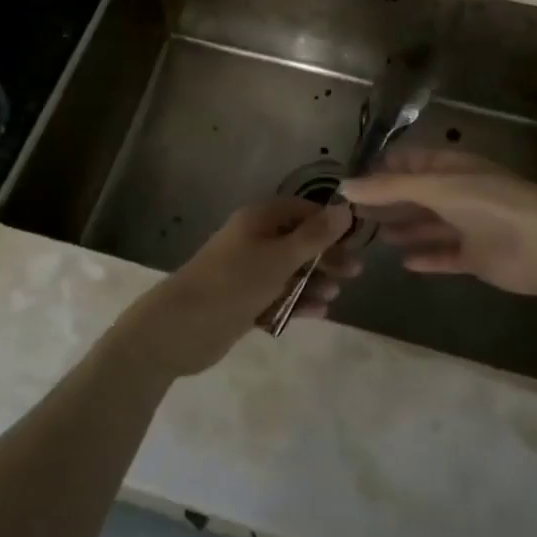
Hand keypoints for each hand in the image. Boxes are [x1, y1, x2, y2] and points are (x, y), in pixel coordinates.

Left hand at [117, 197, 356, 377]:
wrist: (180, 327)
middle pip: (298, 241)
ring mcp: (247, 270)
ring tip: (334, 295)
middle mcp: (253, 239)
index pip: (302, 210)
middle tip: (354, 272)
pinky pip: (277, 295)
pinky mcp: (243, 299)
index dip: (329, 222)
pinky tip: (319, 313)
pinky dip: (296, 301)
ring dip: (313, 280)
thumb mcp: (279, 258)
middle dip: (326, 255)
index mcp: (259, 219)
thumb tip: (344, 209)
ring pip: (289, 270)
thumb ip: (314, 236)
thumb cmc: (233, 282)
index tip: (355, 239)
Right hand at [341, 148, 536, 297]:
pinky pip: (445, 255)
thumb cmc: (488, 203)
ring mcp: (469, 224)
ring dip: (403, 228)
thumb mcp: (434, 188)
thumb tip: (343, 186)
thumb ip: (388, 188)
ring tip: (372, 235)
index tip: (351, 182)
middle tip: (352, 213)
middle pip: (416, 195)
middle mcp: (458, 192)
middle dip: (387, 201)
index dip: (381, 169)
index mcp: (451, 167)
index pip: (409, 162)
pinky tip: (404, 262)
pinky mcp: (477, 256)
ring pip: (428, 225)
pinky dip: (427, 257)